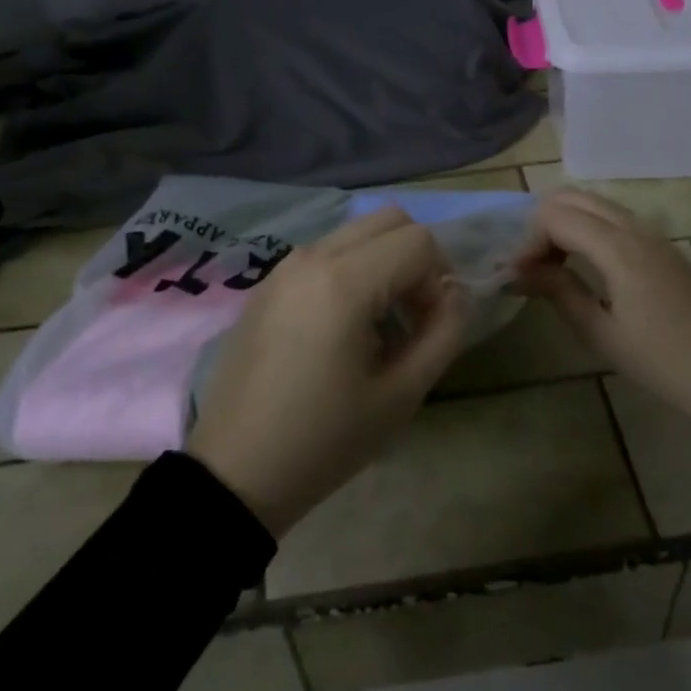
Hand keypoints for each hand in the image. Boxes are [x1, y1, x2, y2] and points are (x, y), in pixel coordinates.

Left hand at [186, 208, 468, 537]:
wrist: (235, 471)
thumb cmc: (323, 440)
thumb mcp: (401, 396)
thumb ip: (443, 334)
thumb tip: (455, 294)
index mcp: (344, 282)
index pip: (418, 241)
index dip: (439, 280)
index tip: (429, 327)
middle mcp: (313, 257)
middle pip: (389, 219)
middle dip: (415, 259)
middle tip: (413, 316)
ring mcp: (285, 266)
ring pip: (356, 232)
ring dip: (383, 263)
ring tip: (378, 326)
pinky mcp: (268, 282)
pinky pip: (326, 253)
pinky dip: (352, 270)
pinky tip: (342, 327)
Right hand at [516, 190, 690, 421]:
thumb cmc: (658, 359)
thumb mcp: (599, 331)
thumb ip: (558, 291)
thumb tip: (520, 270)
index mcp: (618, 247)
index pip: (556, 217)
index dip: (529, 241)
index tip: (519, 276)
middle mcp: (635, 228)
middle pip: (575, 198)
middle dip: (544, 223)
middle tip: (533, 264)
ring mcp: (653, 235)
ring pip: (596, 204)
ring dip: (567, 223)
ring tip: (553, 265)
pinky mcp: (664, 247)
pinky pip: (615, 219)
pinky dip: (589, 228)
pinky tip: (584, 265)